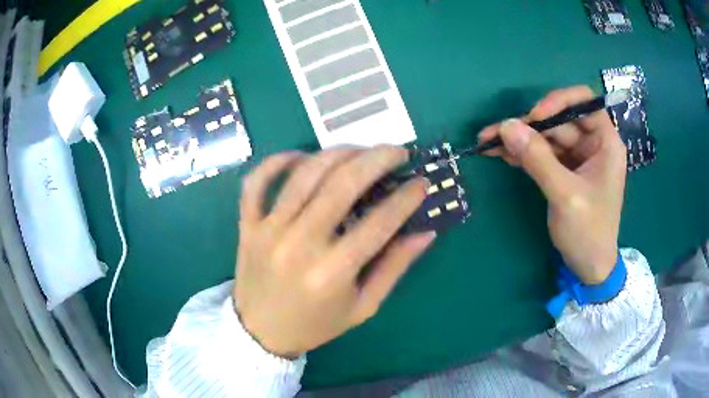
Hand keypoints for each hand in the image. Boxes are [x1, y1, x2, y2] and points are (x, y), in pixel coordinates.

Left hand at [233, 147, 435, 357]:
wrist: (261, 333)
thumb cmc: (316, 324)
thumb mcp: (363, 307)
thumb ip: (394, 268)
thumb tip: (425, 232)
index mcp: (333, 272)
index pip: (380, 222)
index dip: (407, 198)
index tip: (421, 182)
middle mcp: (299, 244)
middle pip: (342, 184)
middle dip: (377, 158)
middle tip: (397, 150)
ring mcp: (268, 230)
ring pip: (304, 174)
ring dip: (338, 152)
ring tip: (360, 150)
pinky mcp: (248, 225)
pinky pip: (257, 182)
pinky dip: (278, 161)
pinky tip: (301, 156)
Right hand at [479, 86, 626, 284]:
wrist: (588, 266)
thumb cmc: (588, 232)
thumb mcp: (565, 195)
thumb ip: (538, 159)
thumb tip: (506, 126)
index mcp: (605, 143)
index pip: (583, 102)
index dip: (558, 102)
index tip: (534, 117)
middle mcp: (592, 143)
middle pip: (559, 120)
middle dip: (529, 125)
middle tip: (496, 134)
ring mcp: (577, 157)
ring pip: (547, 136)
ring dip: (520, 139)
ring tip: (489, 143)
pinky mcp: (565, 170)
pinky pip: (542, 153)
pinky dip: (523, 153)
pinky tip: (503, 154)